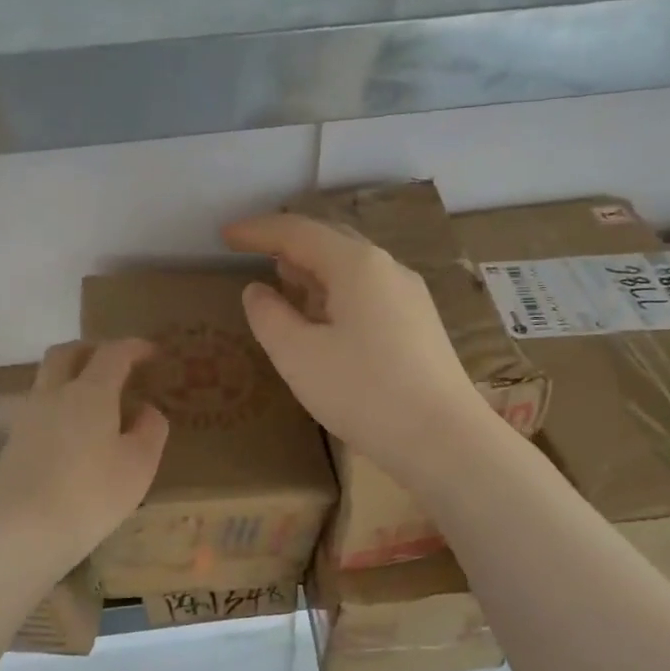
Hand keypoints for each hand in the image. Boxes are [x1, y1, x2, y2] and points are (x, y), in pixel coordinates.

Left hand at [0, 339, 168, 566]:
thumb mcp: (139, 465)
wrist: (22, 530)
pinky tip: (72, 433)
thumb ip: (150, 429)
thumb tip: (146, 409)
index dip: (135, 347)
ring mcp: (28, 417)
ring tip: (94, 400)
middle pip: (67, 353)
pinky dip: (59, 406)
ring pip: (47, 379)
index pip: (113, 353)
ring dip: (70, 376)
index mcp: (90, 392)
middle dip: (92, 349)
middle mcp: (54, 394)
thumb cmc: (92, 494)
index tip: (153, 352)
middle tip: (115, 363)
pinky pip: (39, 408)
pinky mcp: (13, 443)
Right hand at [223, 214, 491, 483]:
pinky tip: (325, 319)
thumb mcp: (298, 356)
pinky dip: (336, 294)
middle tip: (253, 253)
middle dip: (288, 245)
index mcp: (357, 266)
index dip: (258, 231)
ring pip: (352, 269)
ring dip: (313, 271)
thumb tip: (257, 291)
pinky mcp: (420, 326)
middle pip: (330, 243)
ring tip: (284, 284)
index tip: (225, 235)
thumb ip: (269, 317)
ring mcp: (410, 297)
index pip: (298, 232)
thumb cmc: (364, 392)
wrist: (443, 439)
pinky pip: (368, 294)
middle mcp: (388, 270)